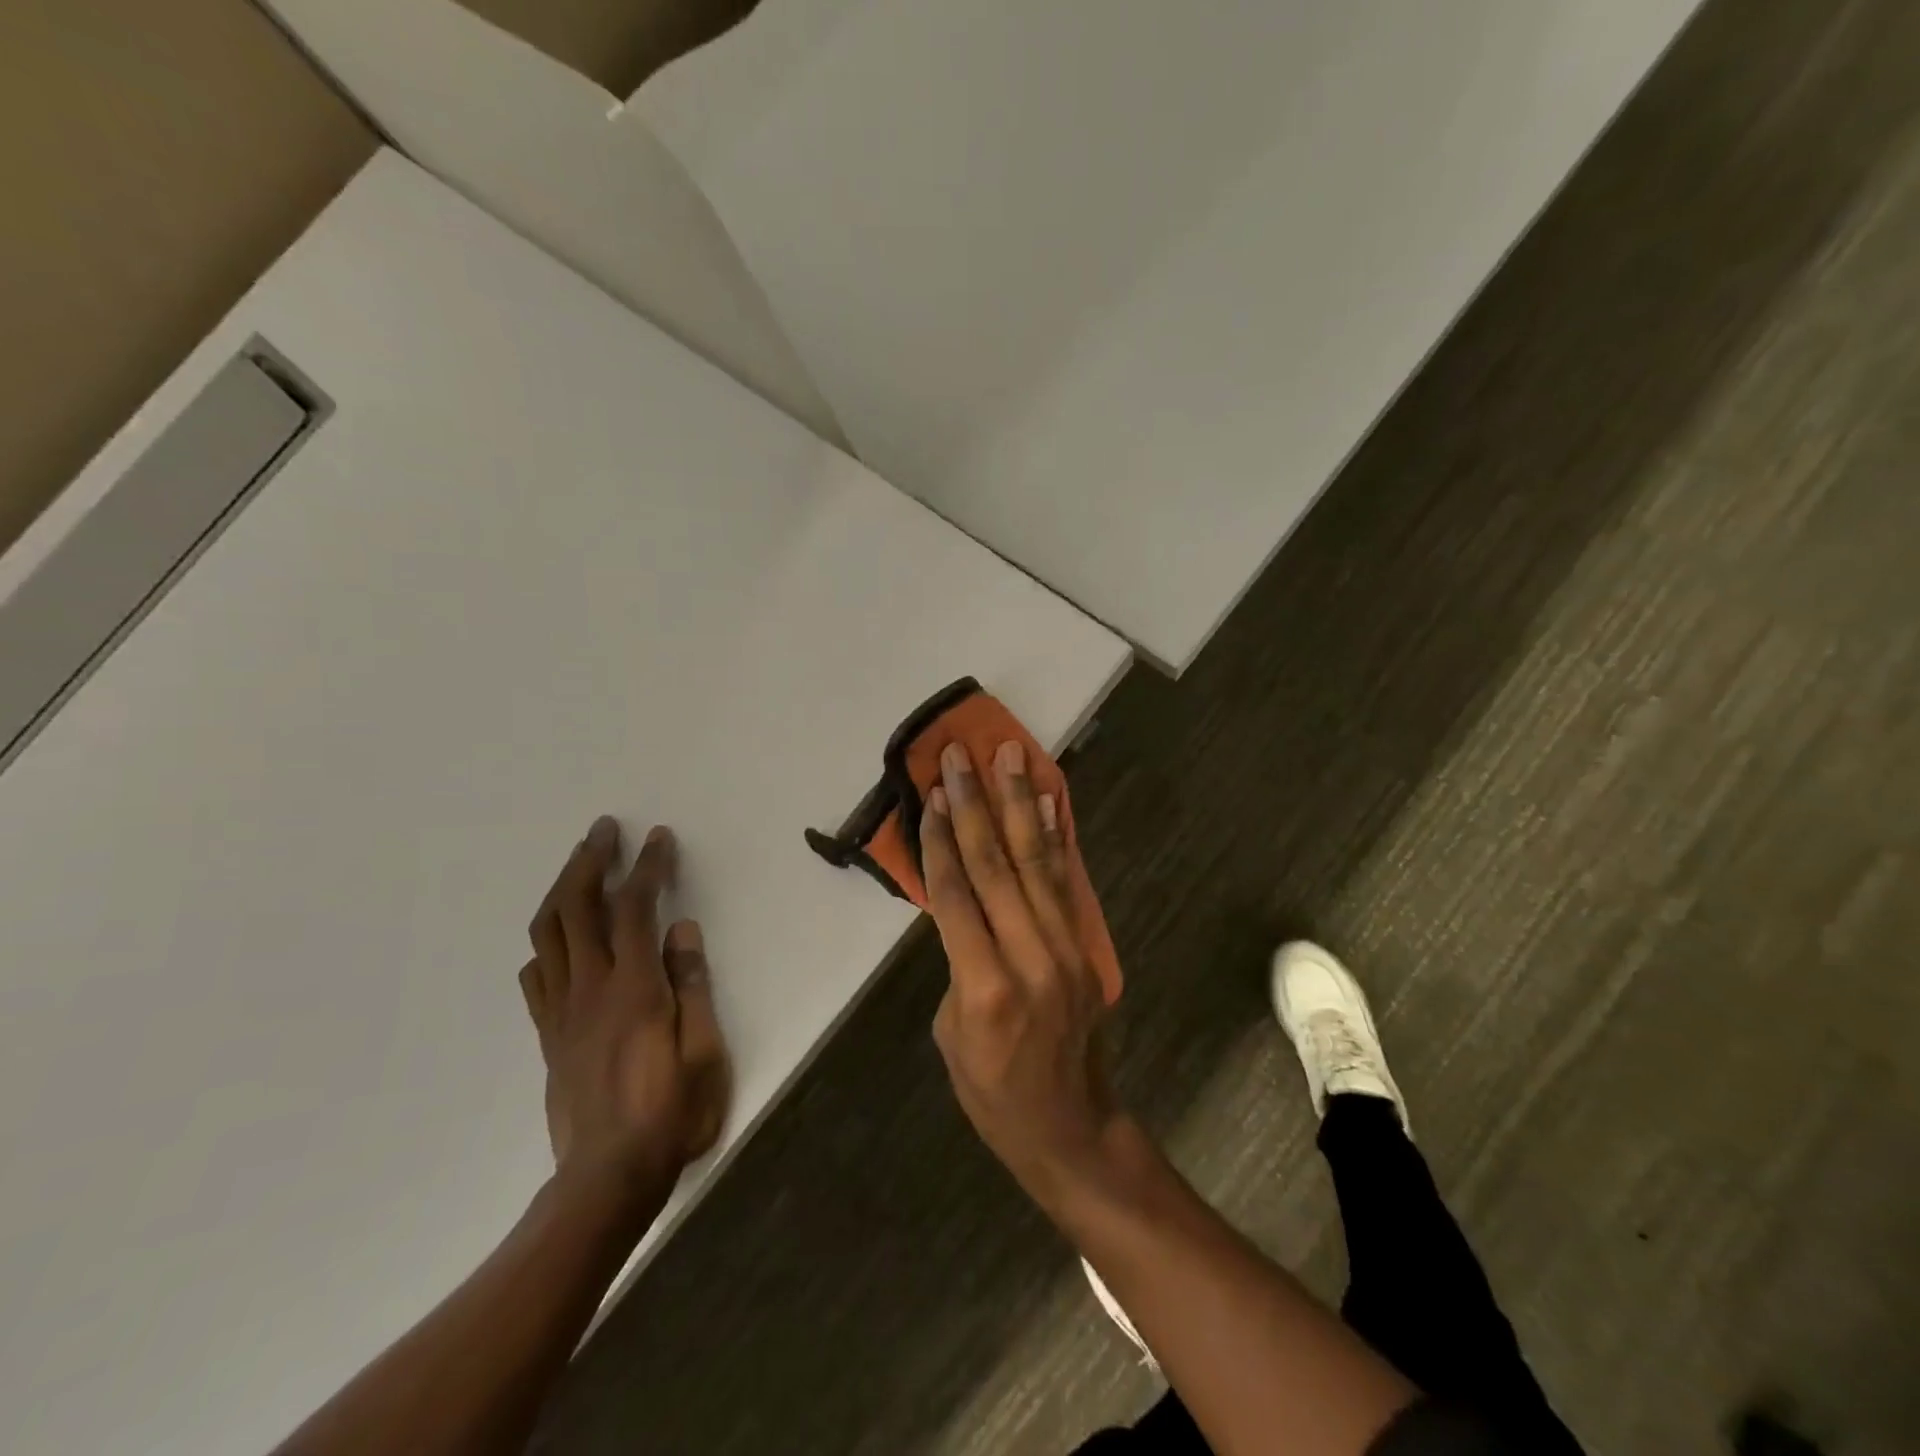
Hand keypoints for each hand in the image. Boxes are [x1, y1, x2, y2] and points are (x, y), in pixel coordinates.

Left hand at [518, 818, 731, 1205]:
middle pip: (576, 908)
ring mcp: (562, 1012)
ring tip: (579, 865)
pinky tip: (558, 939)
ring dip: (561, 890)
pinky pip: (537, 977)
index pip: (635, 908)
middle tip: (604, 830)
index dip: (646, 866)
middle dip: (589, 861)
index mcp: (633, 988)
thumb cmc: (670, 1114)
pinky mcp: (549, 1036)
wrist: (607, 1179)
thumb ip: (692, 986)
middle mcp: (590, 989)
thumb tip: (683, 931)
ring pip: (548, 935)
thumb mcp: (704, 1052)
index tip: (658, 837)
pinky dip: (545, 944)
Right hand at [922, 741, 1123, 1198]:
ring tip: (1011, 755)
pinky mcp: (1085, 948)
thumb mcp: (950, 1032)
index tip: (933, 793)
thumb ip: (958, 960)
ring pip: (1035, 862)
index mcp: (984, 987)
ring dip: (1019, 803)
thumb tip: (964, 904)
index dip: (941, 840)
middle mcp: (1030, 958)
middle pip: (997, 866)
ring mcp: (1066, 950)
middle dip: (976, 804)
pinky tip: (1046, 802)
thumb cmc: (991, 1091)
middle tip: (961, 754)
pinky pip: (1064, 882)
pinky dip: (1054, 837)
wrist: (1068, 1127)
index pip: (957, 895)